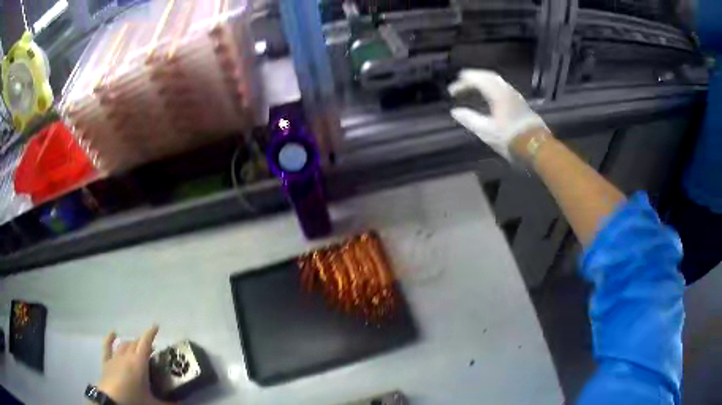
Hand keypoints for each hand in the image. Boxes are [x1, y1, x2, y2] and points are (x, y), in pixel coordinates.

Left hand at [98, 326, 172, 404]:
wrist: (112, 401)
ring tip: (137, 347)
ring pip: (124, 344)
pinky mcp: (106, 361)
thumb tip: (181, 403)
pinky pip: (107, 346)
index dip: (151, 333)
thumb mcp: (153, 403)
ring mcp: (115, 357)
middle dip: (143, 343)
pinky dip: (110, 338)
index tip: (156, 326)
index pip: (145, 343)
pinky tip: (113, 333)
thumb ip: (168, 403)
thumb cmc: (134, 400)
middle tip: (151, 350)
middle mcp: (127, 356)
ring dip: (131, 343)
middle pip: (135, 343)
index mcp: (139, 363)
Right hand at [448, 69, 547, 160]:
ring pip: (497, 81)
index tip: (452, 90)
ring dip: (483, 81)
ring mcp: (515, 95)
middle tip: (461, 81)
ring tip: (473, 87)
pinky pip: (503, 87)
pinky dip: (492, 86)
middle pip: (488, 76)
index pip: (477, 80)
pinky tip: (489, 95)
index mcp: (497, 93)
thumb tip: (455, 111)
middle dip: (473, 77)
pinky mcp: (520, 102)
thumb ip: (469, 119)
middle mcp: (507, 90)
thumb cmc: (510, 139)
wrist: (536, 147)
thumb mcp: (486, 131)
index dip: (462, 83)